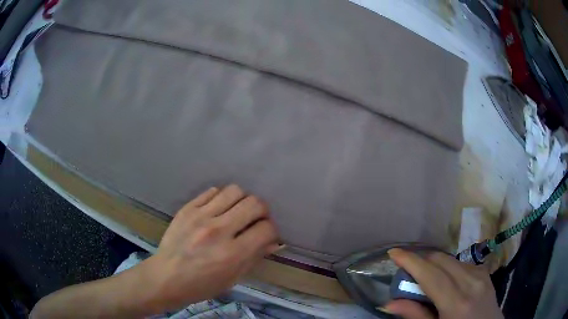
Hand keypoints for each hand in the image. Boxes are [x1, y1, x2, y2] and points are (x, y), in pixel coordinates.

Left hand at [140, 185, 280, 312]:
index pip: (266, 229)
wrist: (166, 277)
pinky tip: (218, 210)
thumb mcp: (233, 278)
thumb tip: (273, 241)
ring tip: (237, 212)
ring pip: (234, 191)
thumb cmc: (202, 285)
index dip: (271, 231)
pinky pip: (212, 191)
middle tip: (256, 220)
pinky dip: (221, 199)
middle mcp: (218, 231)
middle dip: (262, 211)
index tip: (266, 235)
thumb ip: (255, 257)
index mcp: (232, 254)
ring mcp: (200, 216)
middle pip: (254, 204)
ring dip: (242, 201)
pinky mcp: (187, 209)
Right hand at [385, 248, 502, 318]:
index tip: (393, 252)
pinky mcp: (484, 272)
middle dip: (420, 259)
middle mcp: (471, 282)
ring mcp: (480, 274)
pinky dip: (447, 267)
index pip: (430, 273)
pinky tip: (444, 279)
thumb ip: (415, 316)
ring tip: (423, 275)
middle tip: (405, 268)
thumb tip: (390, 303)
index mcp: (457, 302)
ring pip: (451, 259)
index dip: (410, 260)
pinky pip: (461, 263)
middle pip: (441, 259)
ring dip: (433, 263)